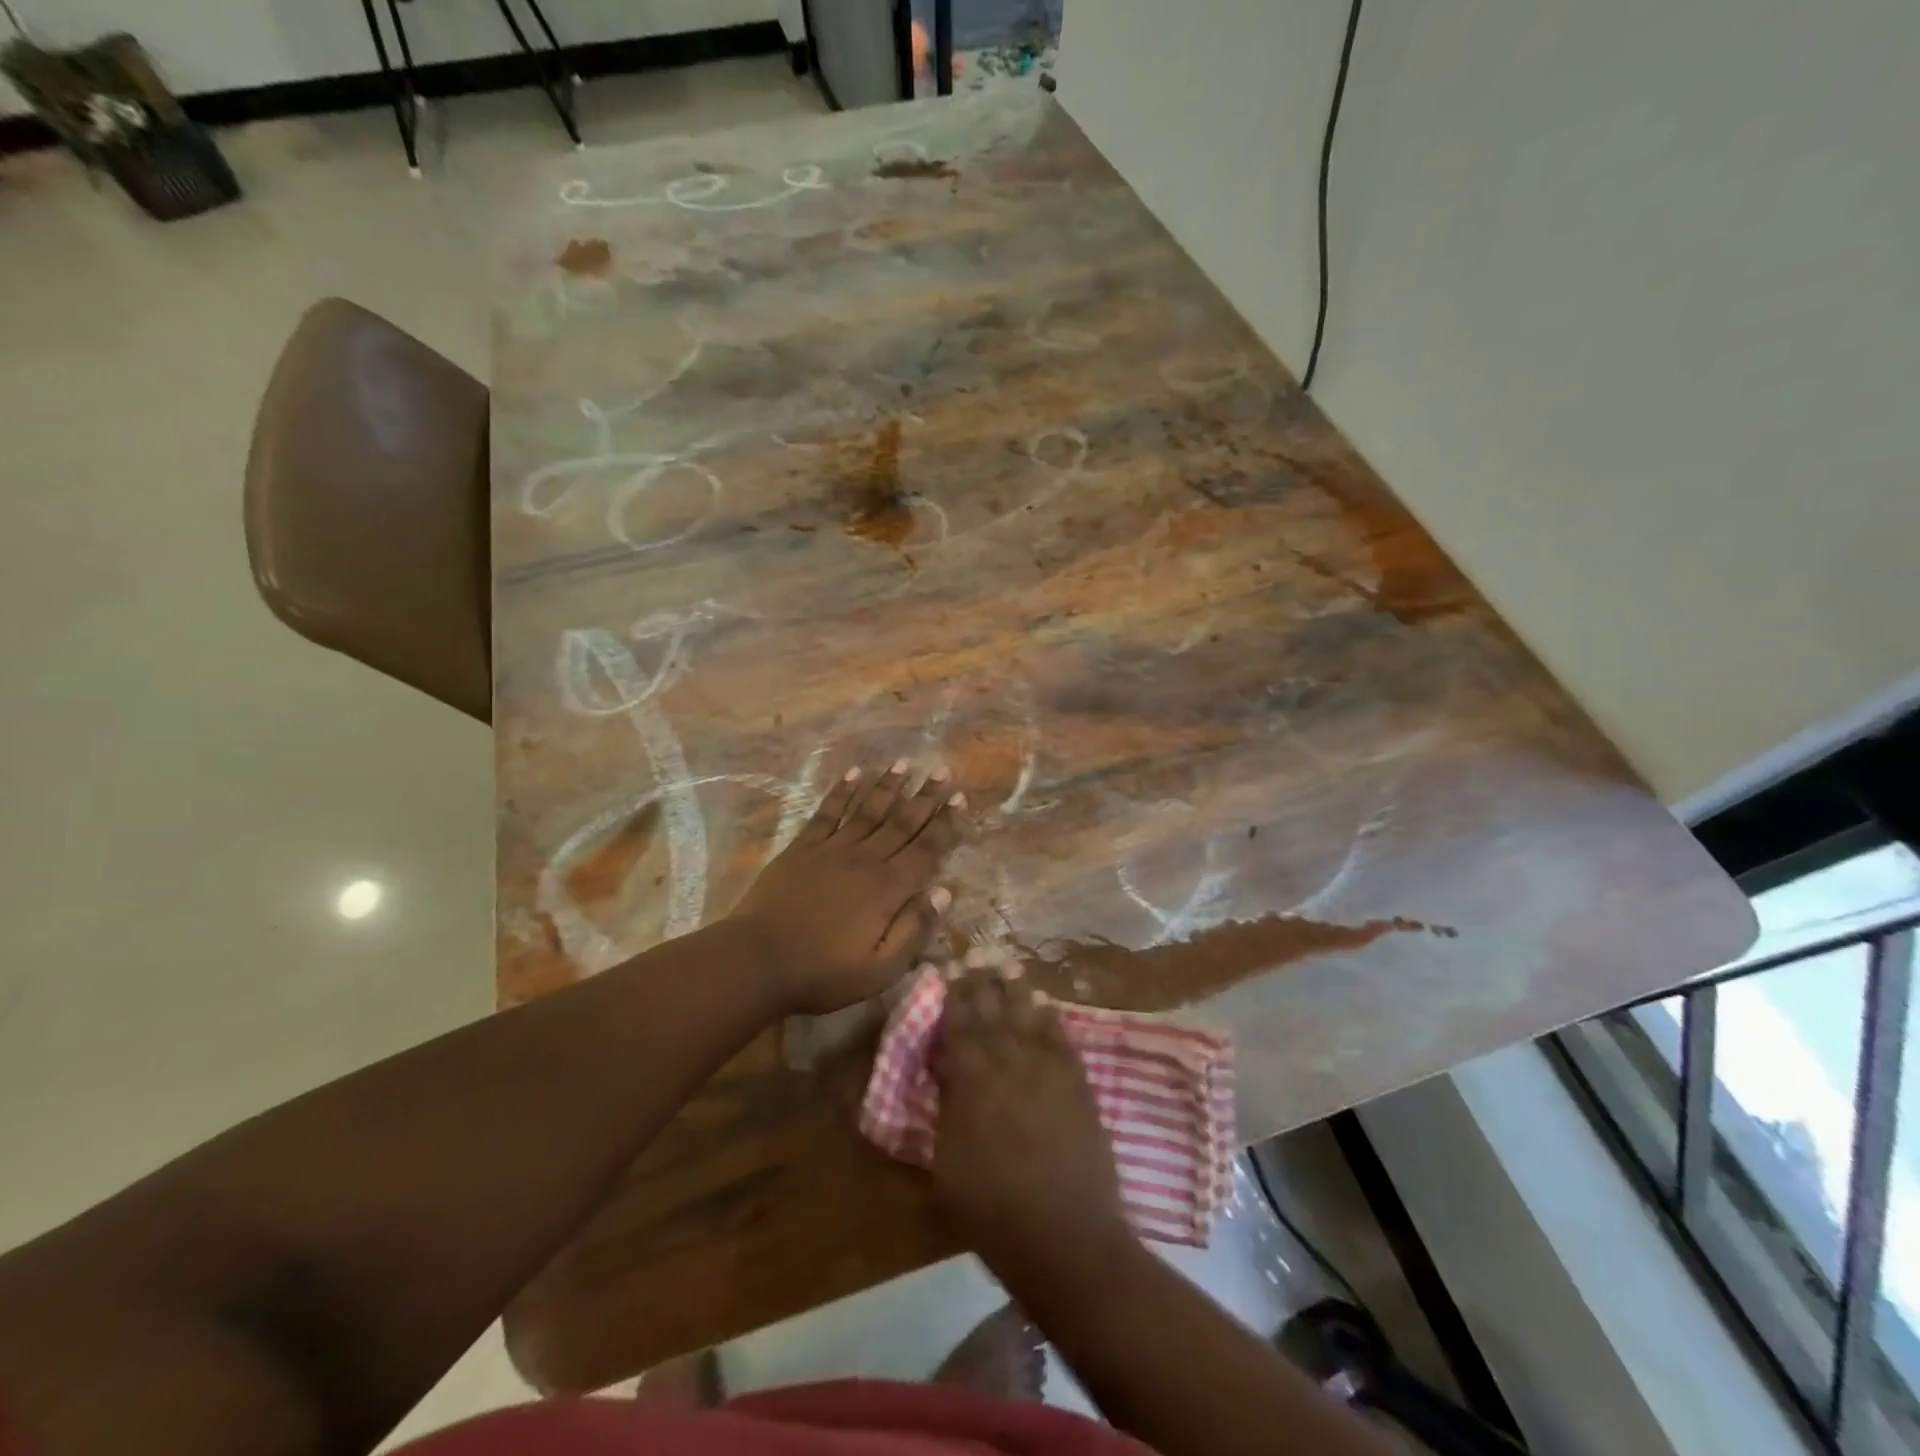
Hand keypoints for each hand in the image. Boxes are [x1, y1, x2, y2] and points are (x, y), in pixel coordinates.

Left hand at [731, 760, 964, 1014]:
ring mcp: (832, 849)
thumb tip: (945, 893)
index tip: (960, 799)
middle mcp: (865, 859)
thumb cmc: (824, 972)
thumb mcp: (880, 969)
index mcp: (888, 889)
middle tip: (942, 771)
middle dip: (925, 797)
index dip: (946, 824)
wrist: (759, 960)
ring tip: (905, 763)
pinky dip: (842, 792)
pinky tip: (854, 773)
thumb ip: (914, 929)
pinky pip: (828, 812)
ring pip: (868, 810)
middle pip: (901, 822)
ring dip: (888, 786)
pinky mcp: (803, 847)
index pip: (926, 850)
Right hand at [931, 959, 1132, 1272]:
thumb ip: (949, 1107)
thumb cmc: (993, 1209)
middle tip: (977, 957)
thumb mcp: (948, 1162)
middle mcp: (1009, 1062)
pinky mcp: (1077, 1082)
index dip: (955, 996)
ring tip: (1007, 967)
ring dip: (1015, 991)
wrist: (1065, 1235)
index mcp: (972, 1079)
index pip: (960, 1025)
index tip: (950, 971)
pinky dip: (1050, 1018)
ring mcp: (1047, 1069)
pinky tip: (1044, 1005)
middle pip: (993, 1012)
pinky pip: (1061, 1037)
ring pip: (1027, 1016)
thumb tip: (948, 1071)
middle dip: (982, 983)